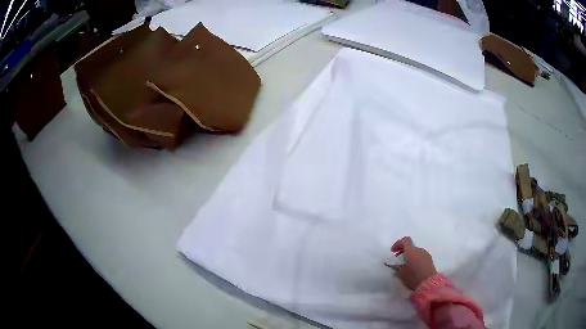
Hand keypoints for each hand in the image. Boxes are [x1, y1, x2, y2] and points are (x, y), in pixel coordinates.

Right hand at [391, 236, 436, 290]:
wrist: (428, 284)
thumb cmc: (413, 277)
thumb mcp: (401, 274)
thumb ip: (397, 267)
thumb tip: (397, 266)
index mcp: (412, 251)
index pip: (405, 241)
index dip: (398, 244)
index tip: (393, 251)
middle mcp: (420, 250)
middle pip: (411, 247)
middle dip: (404, 252)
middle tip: (399, 261)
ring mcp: (426, 255)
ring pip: (416, 253)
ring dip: (411, 257)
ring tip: (406, 267)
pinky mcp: (430, 261)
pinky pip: (421, 257)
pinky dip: (416, 260)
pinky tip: (413, 270)